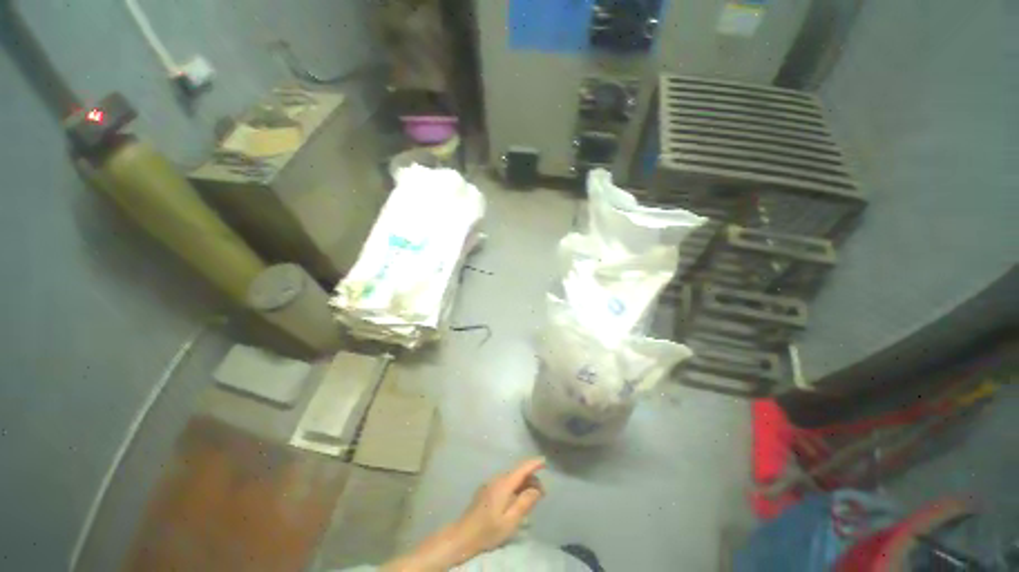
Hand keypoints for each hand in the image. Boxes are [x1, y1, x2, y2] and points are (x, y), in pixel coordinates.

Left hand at [452, 457, 545, 553]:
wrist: (463, 536)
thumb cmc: (488, 530)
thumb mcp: (510, 521)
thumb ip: (524, 503)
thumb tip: (537, 488)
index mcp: (504, 484)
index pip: (522, 469)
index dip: (534, 464)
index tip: (545, 460)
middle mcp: (497, 479)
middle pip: (517, 473)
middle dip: (531, 478)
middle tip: (542, 494)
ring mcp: (490, 483)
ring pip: (511, 478)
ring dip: (523, 483)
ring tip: (532, 497)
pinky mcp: (486, 490)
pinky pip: (504, 482)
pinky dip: (514, 486)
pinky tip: (516, 499)